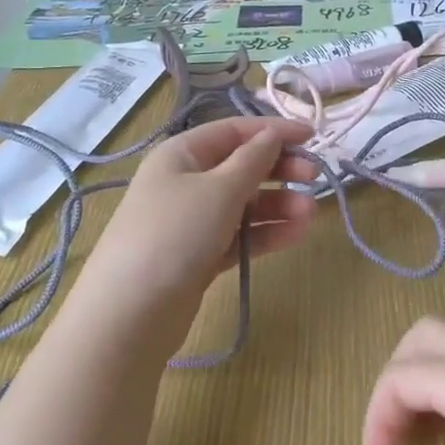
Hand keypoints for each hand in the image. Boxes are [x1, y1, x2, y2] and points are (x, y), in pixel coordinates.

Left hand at [82, 117, 316, 306]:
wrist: (130, 313)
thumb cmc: (175, 234)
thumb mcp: (219, 189)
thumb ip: (253, 160)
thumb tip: (273, 135)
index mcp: (181, 154)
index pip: (234, 131)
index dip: (273, 130)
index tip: (313, 136)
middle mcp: (185, 182)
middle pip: (241, 166)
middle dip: (279, 169)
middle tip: (314, 176)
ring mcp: (192, 221)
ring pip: (244, 204)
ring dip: (278, 205)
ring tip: (310, 214)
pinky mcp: (200, 256)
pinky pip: (240, 235)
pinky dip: (267, 233)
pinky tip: (296, 234)